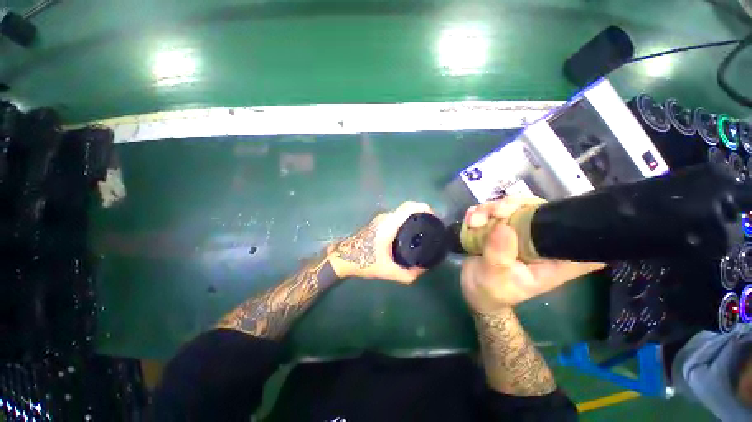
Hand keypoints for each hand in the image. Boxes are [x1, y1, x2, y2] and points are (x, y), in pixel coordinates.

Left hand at [328, 201, 434, 282]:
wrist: (343, 257)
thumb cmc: (364, 262)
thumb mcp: (388, 271)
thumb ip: (408, 274)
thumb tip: (424, 269)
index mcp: (389, 225)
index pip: (409, 207)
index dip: (424, 207)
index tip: (435, 216)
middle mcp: (386, 217)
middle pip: (407, 208)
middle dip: (422, 213)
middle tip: (432, 226)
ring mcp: (381, 219)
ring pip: (401, 212)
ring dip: (413, 217)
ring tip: (423, 230)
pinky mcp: (378, 222)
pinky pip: (396, 217)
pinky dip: (406, 220)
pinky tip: (410, 233)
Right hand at [461, 196, 604, 312]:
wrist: (473, 289)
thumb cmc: (491, 291)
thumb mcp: (495, 277)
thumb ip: (499, 255)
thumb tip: (503, 226)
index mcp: (550, 259)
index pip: (580, 240)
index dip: (574, 221)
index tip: (553, 213)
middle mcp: (537, 242)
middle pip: (537, 210)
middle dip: (514, 206)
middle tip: (495, 213)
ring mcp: (517, 233)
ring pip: (511, 207)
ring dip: (489, 209)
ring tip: (474, 222)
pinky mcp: (498, 228)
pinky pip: (492, 211)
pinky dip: (479, 212)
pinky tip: (470, 221)